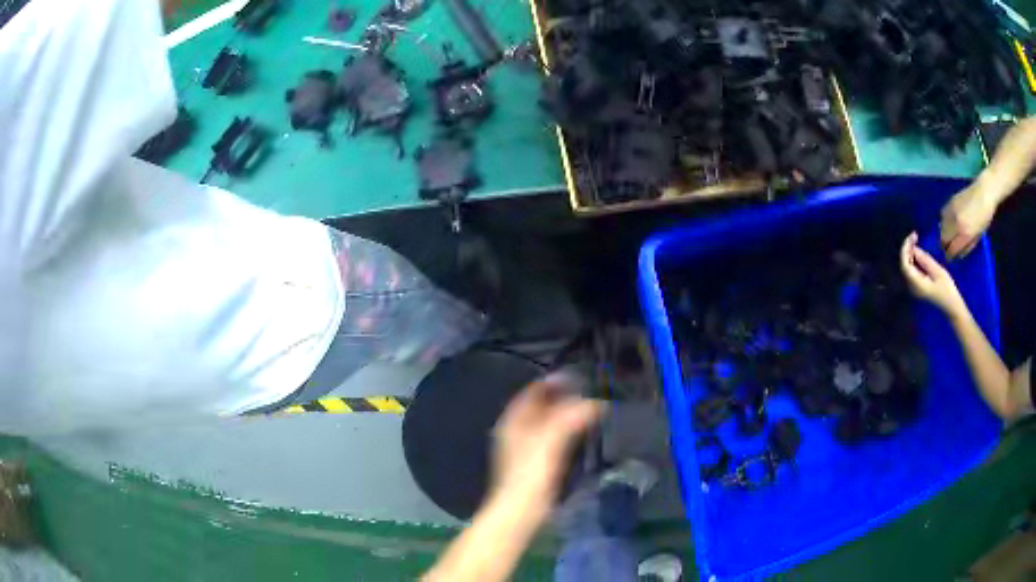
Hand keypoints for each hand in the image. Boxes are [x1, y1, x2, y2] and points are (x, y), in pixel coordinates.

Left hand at [489, 375, 602, 524]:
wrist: (522, 509)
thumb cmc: (531, 471)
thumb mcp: (552, 437)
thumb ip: (573, 416)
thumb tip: (597, 402)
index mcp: (513, 420)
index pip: (533, 391)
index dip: (554, 381)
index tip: (579, 377)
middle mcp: (516, 430)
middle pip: (540, 406)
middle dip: (563, 398)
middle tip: (589, 393)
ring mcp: (524, 448)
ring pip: (547, 422)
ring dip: (566, 415)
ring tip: (590, 410)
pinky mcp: (535, 464)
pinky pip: (553, 439)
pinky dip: (567, 432)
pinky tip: (582, 435)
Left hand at [901, 233, 965, 317]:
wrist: (951, 306)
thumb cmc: (947, 289)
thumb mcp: (938, 272)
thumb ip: (925, 260)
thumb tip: (914, 249)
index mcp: (917, 284)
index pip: (905, 265)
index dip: (906, 248)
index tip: (913, 236)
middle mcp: (912, 287)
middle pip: (904, 265)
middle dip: (907, 248)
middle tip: (915, 235)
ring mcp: (914, 288)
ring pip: (907, 267)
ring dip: (909, 253)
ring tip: (915, 240)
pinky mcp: (918, 286)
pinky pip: (911, 271)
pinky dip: (912, 259)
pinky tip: (917, 251)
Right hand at [940, 181, 998, 259]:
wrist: (983, 193)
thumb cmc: (984, 218)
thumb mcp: (978, 236)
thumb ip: (967, 246)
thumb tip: (958, 254)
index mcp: (965, 233)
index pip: (951, 249)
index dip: (949, 256)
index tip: (949, 258)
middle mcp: (956, 223)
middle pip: (943, 238)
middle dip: (943, 245)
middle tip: (946, 248)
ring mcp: (952, 211)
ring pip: (941, 227)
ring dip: (943, 233)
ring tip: (947, 236)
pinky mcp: (950, 202)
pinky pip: (942, 215)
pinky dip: (943, 221)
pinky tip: (948, 223)